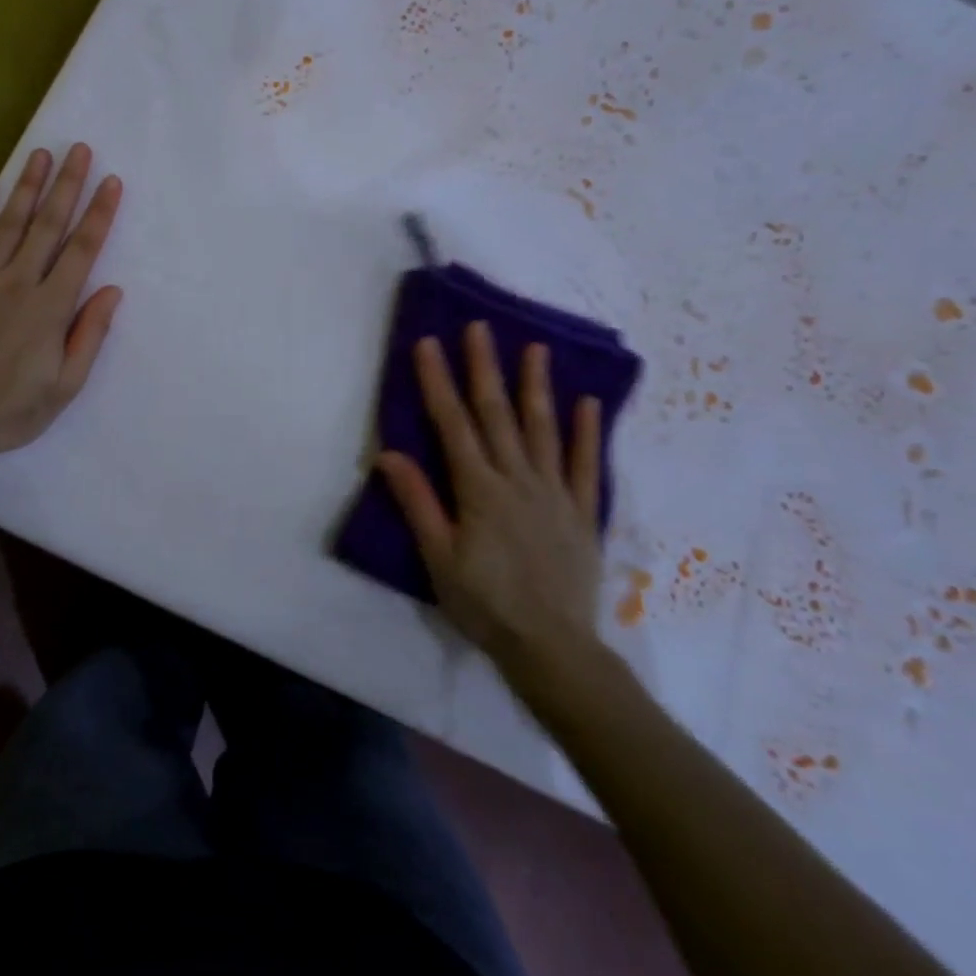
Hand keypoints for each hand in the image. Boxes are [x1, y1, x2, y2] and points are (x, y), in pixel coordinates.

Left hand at [0, 144, 122, 467]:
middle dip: (68, 185)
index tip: (112, 182)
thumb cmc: (11, 411)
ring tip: (41, 154)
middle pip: (48, 226)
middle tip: (80, 149)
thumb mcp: (65, 387)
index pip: (82, 251)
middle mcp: (18, 284)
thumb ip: (89, 335)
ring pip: (9, 224)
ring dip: (27, 187)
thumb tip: (112, 291)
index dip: (99, 214)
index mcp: (50, 309)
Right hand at [375, 327, 605, 697]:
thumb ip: (417, 503)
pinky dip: (588, 432)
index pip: (453, 425)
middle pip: (497, 415)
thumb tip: (388, 453)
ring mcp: (554, 493)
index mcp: (479, 490)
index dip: (438, 382)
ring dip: (537, 386)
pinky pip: (585, 464)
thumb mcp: (438, 558)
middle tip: (480, 327)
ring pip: (543, 429)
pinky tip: (588, 402)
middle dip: (484, 368)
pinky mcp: (582, 512)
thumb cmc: (485, 604)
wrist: (552, 648)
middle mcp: (517, 480)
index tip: (429, 343)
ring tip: (535, 348)